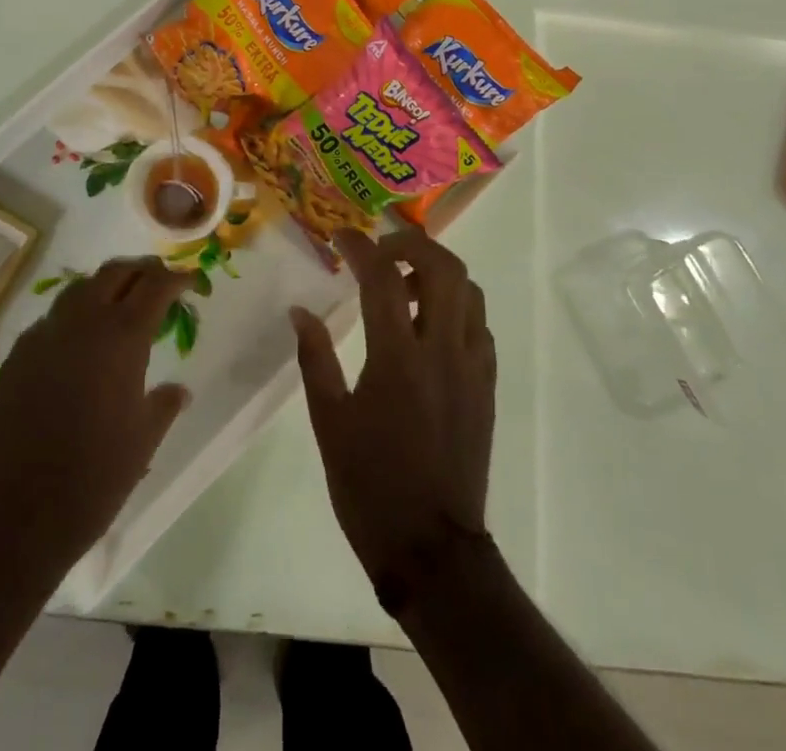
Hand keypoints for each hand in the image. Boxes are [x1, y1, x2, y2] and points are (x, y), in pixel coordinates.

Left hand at [0, 257, 192, 585]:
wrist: (12, 519)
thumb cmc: (92, 480)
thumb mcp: (142, 442)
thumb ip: (163, 405)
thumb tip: (179, 390)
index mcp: (121, 337)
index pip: (155, 285)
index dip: (177, 278)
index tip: (191, 281)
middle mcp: (81, 323)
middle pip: (115, 272)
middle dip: (141, 271)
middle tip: (159, 283)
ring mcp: (43, 336)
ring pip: (79, 289)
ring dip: (106, 287)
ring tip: (121, 306)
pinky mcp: (16, 357)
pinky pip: (52, 319)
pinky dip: (75, 316)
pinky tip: (80, 345)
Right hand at [291, 228, 495, 594]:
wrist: (432, 550)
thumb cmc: (370, 486)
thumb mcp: (329, 422)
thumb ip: (315, 358)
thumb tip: (299, 312)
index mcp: (398, 359)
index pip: (383, 278)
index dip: (361, 247)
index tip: (341, 236)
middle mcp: (443, 352)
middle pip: (444, 268)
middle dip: (412, 244)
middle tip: (382, 252)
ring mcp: (472, 368)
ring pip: (469, 291)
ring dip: (437, 273)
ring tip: (404, 287)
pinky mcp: (486, 387)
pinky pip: (479, 325)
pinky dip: (456, 306)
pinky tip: (429, 326)